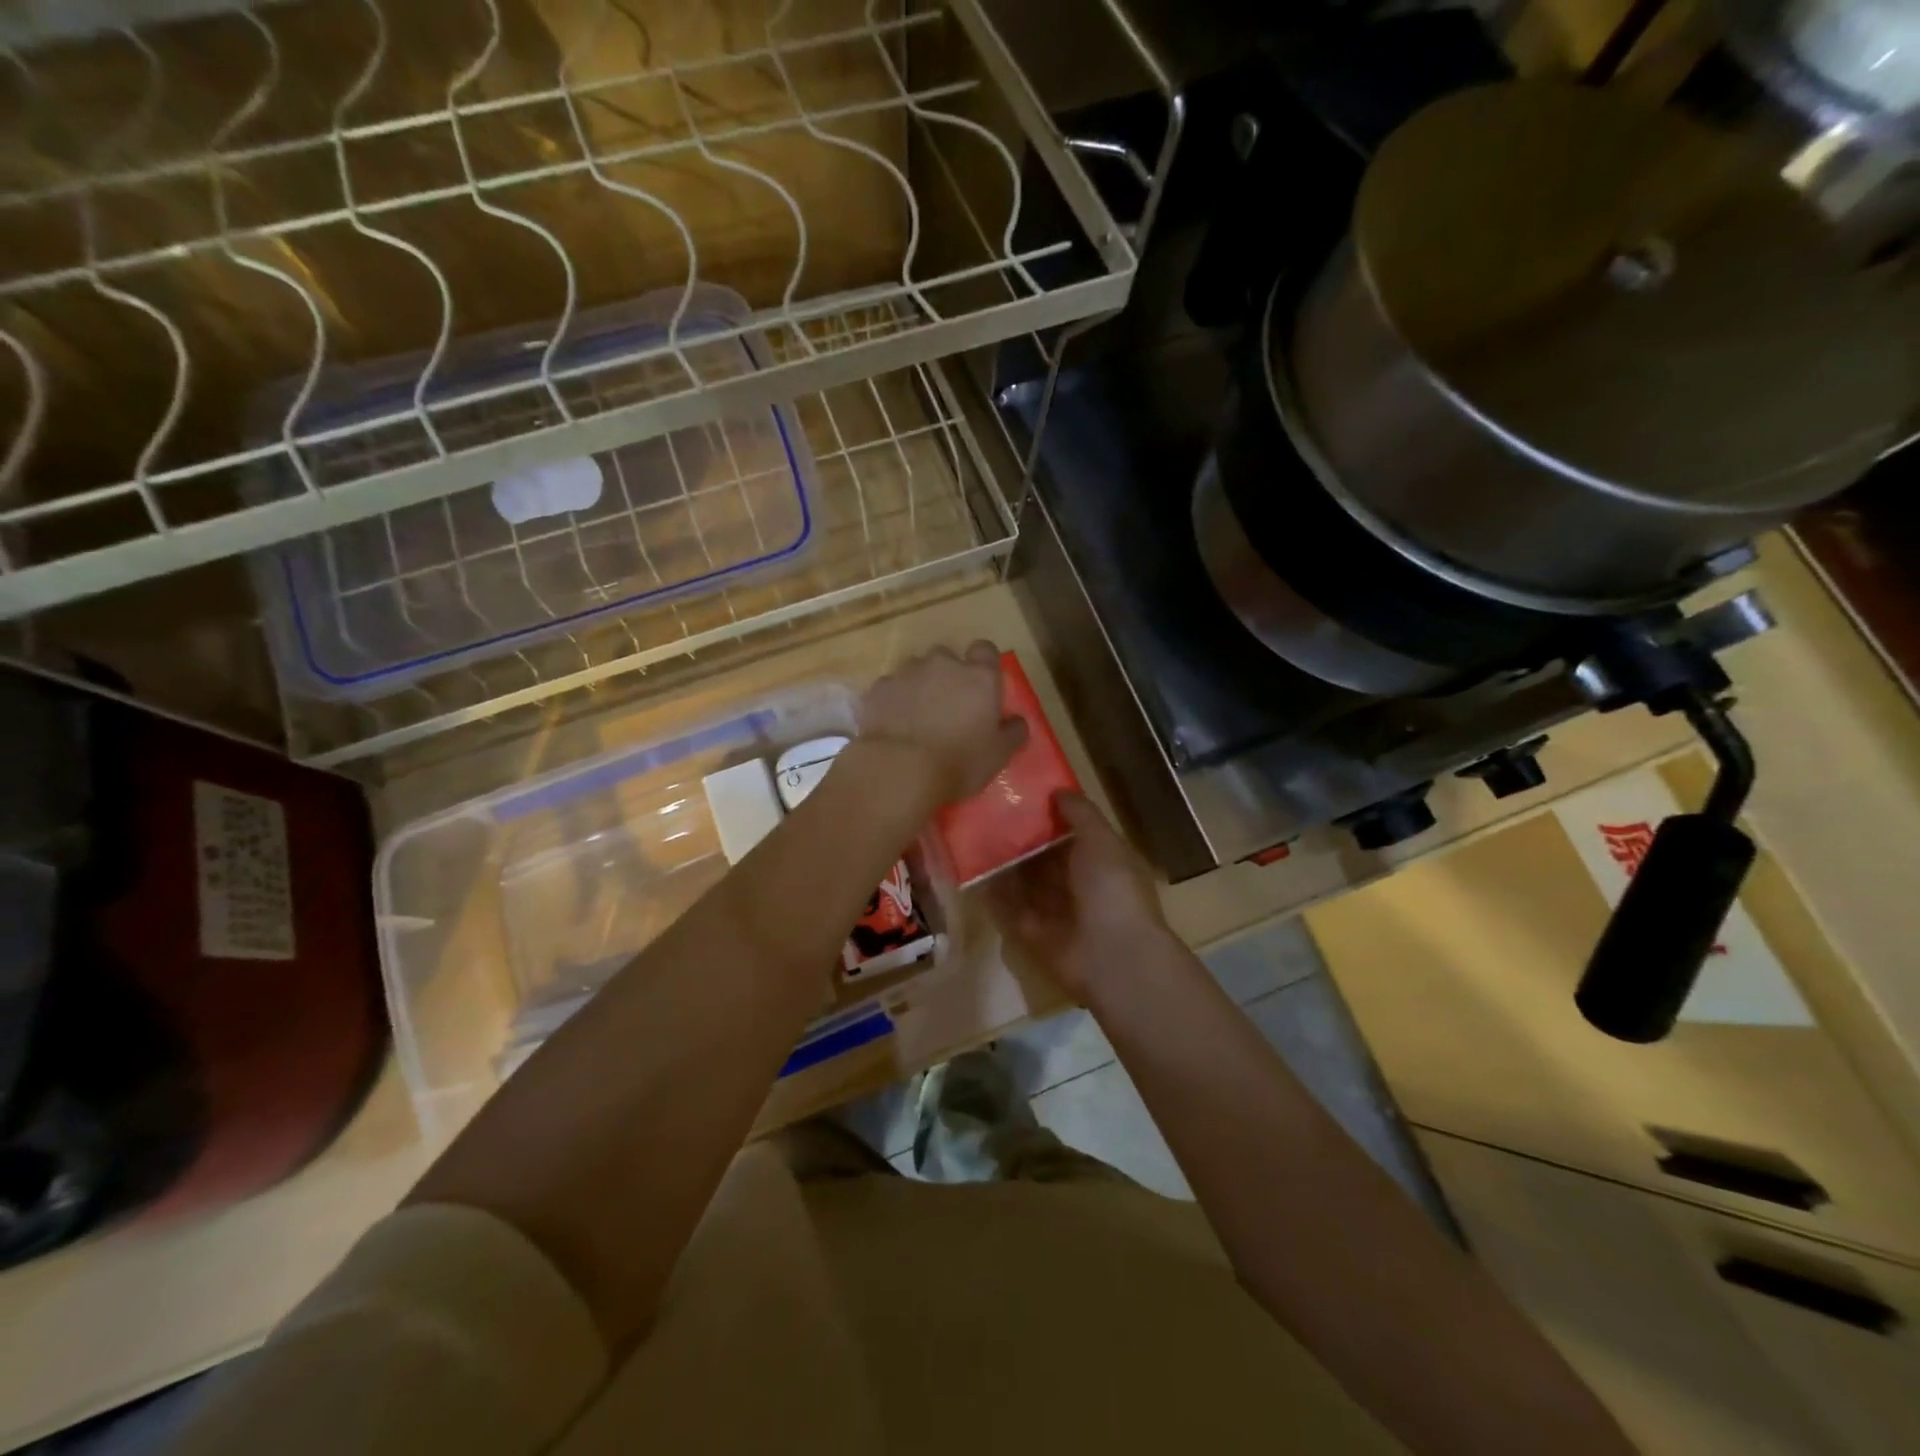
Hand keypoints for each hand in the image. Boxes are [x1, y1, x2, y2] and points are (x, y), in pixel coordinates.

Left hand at [857, 642, 1027, 815]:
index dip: (983, 664)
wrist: (899, 769)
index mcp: (979, 676)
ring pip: (916, 669)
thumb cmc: (959, 762)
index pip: (985, 650)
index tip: (981, 686)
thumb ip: (1013, 732)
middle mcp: (943, 664)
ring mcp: (907, 673)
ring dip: (919, 685)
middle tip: (948, 706)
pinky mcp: (879, 688)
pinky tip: (894, 724)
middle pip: (947, 657)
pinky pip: (890, 687)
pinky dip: (894, 700)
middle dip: (948, 675)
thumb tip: (1017, 721)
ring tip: (917, 717)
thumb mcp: (999, 755)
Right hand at [989, 792, 1173, 1004]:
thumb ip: (1080, 814)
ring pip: (1028, 884)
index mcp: (1104, 862)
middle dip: (1024, 841)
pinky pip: (1013, 912)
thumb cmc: (1112, 889)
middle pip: (1047, 859)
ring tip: (975, 840)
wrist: (1113, 957)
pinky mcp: (1038, 936)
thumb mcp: (1102, 841)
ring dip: (1007, 867)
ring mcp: (1060, 913)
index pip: (1074, 834)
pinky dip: (997, 897)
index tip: (1022, 797)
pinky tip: (974, 876)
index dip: (1051, 816)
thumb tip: (1058, 791)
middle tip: (989, 816)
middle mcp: (1082, 886)